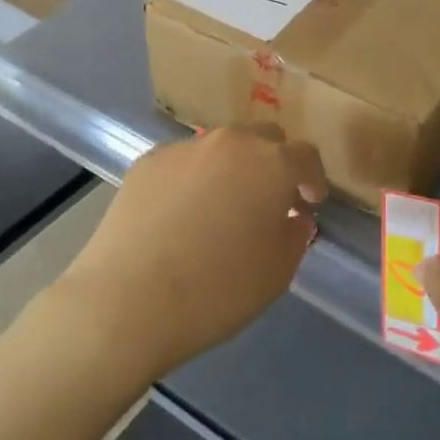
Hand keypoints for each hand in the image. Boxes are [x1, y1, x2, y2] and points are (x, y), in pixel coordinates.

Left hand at [55, 125, 326, 382]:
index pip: (305, 155)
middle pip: (263, 139)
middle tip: (270, 200)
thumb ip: (295, 236)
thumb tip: (294, 218)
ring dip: (232, 169)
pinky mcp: (147, 162)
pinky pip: (183, 162)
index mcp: (271, 163)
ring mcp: (184, 148)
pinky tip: (181, 215)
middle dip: (274, 164)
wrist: (127, 300)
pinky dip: (192, 179)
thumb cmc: (217, 289)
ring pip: (220, 148)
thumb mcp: (277, 273)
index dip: (312, 178)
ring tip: (222, 207)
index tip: (310, 203)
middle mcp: (230, 143)